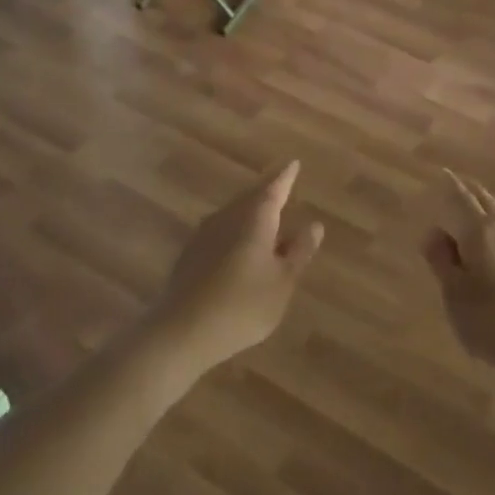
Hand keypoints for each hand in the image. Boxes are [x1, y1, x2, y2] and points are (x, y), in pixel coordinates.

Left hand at [156, 161, 324, 366]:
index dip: (286, 177)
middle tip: (281, 186)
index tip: (293, 163)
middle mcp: (228, 218)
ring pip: (233, 213)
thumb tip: (314, 225)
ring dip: (250, 212)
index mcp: (255, 219)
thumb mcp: (282, 282)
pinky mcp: (190, 254)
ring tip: (265, 217)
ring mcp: (204, 235)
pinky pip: (220, 231)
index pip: (274, 189)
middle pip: (250, 198)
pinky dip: (235, 231)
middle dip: (267, 192)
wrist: (181, 331)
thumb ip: (299, 252)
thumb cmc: (242, 306)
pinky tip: (239, 246)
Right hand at [422, 170, 494, 365]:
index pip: (461, 200)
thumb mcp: (455, 292)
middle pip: (487, 204)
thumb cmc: (491, 318)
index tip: (444, 173)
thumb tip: (434, 233)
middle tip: (461, 185)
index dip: (451, 186)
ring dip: (488, 212)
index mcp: (479, 232)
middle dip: (472, 194)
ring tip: (479, 211)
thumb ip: (443, 262)